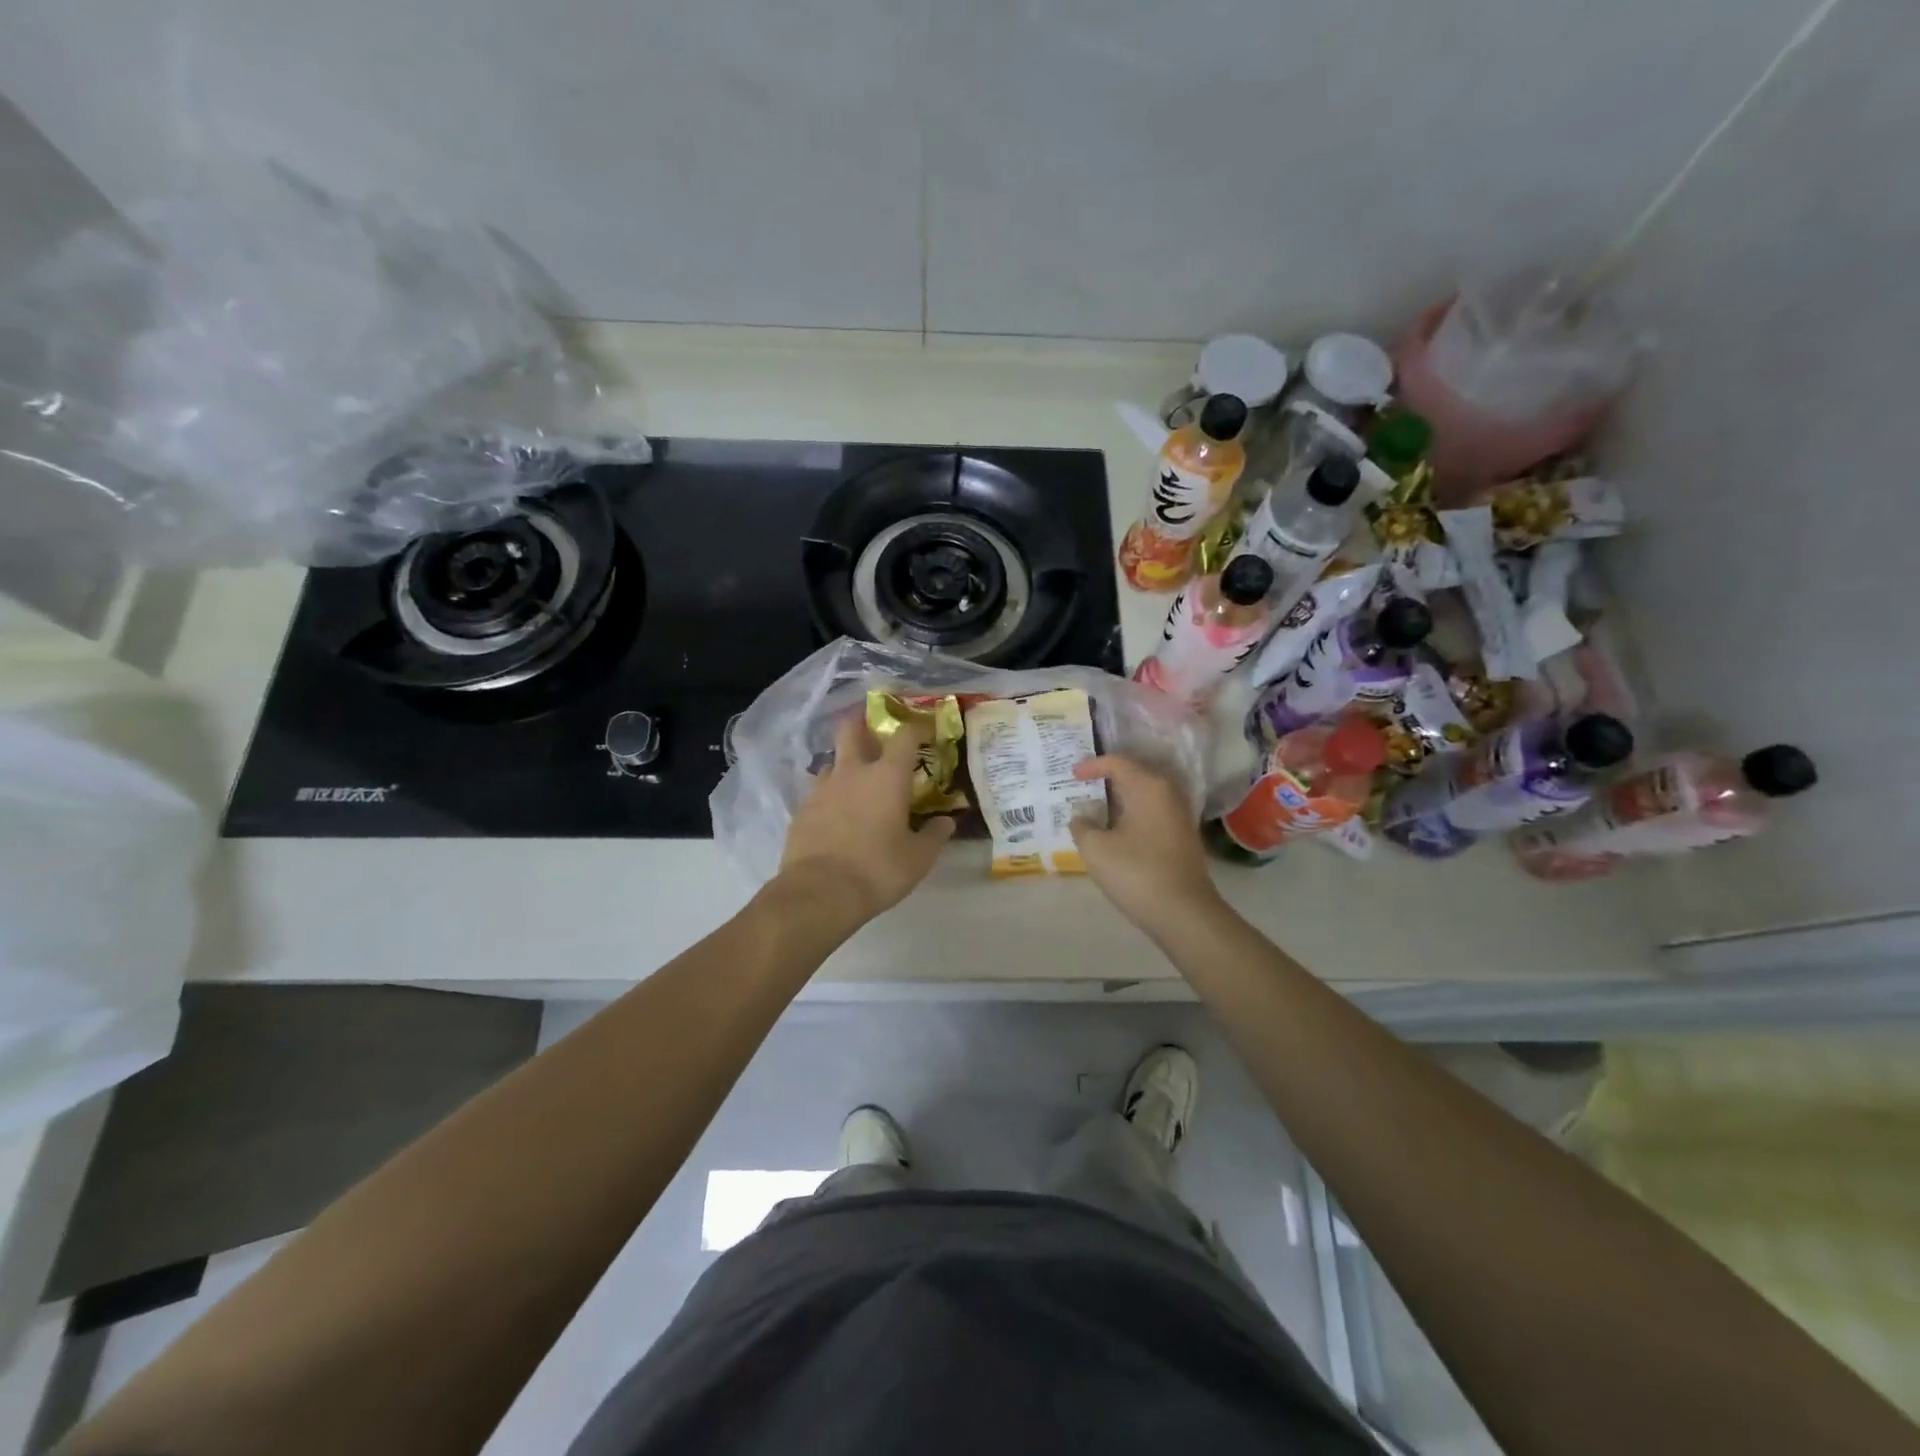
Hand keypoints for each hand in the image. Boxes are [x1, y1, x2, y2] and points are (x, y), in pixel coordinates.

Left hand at [777, 714, 956, 922]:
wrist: (819, 893)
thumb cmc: (877, 870)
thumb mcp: (918, 858)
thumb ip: (935, 836)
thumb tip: (946, 822)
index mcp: (887, 776)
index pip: (904, 736)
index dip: (916, 728)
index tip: (924, 731)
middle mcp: (852, 773)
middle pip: (851, 730)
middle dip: (862, 723)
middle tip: (873, 730)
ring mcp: (822, 789)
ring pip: (833, 761)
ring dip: (845, 765)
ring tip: (857, 783)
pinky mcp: (802, 810)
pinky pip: (819, 792)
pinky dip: (831, 796)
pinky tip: (837, 815)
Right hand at [1070, 755, 1223, 935]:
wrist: (1183, 912)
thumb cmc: (1136, 872)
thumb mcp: (1095, 848)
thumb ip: (1082, 825)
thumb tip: (1081, 816)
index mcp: (1148, 786)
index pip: (1117, 762)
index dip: (1092, 765)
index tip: (1072, 775)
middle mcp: (1168, 792)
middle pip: (1136, 772)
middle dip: (1109, 776)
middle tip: (1084, 784)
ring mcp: (1179, 813)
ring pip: (1146, 792)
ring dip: (1122, 795)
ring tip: (1098, 805)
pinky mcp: (1183, 834)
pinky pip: (1154, 809)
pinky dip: (1134, 810)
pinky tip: (1118, 827)